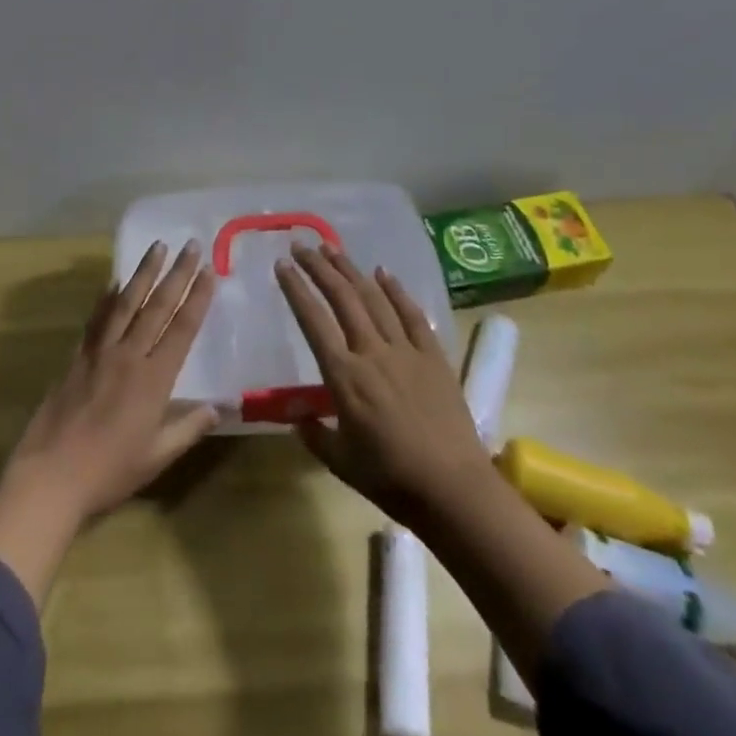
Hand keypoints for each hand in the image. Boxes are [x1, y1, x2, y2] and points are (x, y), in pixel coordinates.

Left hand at [0, 240, 218, 605]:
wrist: (51, 476)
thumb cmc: (109, 472)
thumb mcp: (157, 456)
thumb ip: (188, 427)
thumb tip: (220, 407)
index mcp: (154, 380)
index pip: (181, 329)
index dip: (197, 299)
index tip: (208, 271)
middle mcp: (128, 356)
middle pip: (156, 307)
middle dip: (176, 274)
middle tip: (190, 245)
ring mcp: (99, 353)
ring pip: (125, 303)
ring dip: (143, 274)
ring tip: (156, 247)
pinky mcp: (76, 357)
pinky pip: (95, 320)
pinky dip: (106, 298)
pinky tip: (113, 283)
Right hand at [275, 244, 486, 530]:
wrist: (454, 490)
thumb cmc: (391, 479)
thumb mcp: (340, 462)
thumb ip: (314, 434)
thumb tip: (297, 415)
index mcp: (344, 376)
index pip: (313, 321)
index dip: (296, 289)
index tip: (281, 265)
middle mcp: (372, 352)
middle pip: (342, 298)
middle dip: (319, 268)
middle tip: (301, 246)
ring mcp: (406, 351)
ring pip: (374, 299)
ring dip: (351, 270)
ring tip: (333, 248)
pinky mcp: (434, 357)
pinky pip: (413, 316)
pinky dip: (397, 291)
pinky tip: (384, 274)